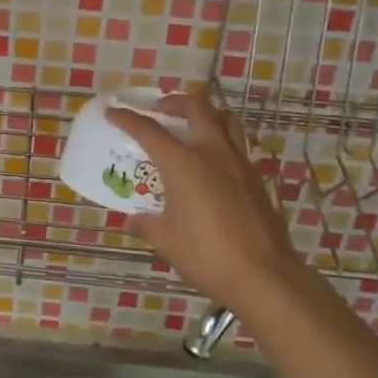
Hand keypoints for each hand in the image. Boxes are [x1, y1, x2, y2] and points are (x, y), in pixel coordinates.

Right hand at [106, 90, 317, 317]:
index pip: (149, 130)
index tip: (113, 111)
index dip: (127, 118)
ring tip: (189, 126)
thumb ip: (146, 223)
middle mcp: (212, 152)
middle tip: (159, 109)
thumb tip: (133, 219)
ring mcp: (238, 163)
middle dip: (174, 101)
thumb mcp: (166, 240)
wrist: (264, 275)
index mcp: (183, 163)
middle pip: (196, 107)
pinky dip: (219, 139)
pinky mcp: (255, 178)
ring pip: (224, 119)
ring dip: (204, 114)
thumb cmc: (207, 255)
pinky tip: (210, 162)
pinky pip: (235, 144)